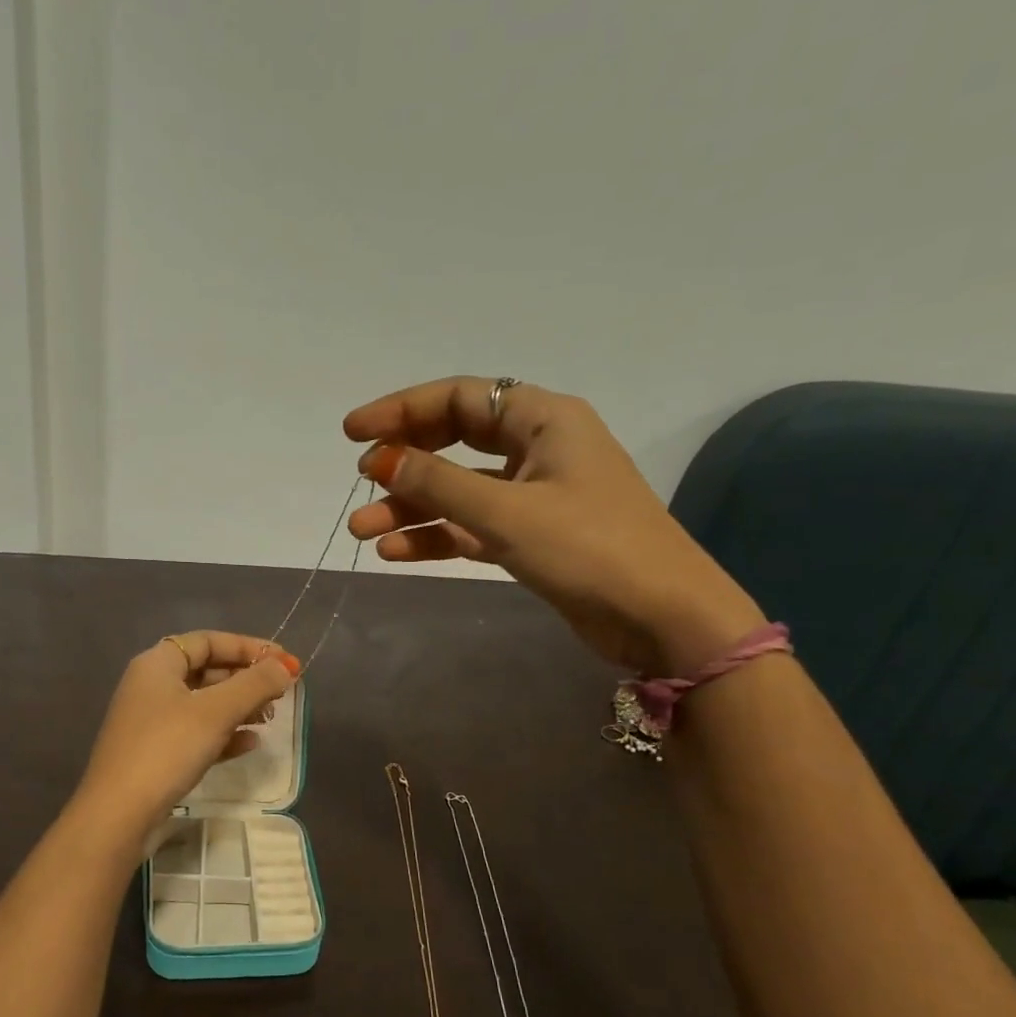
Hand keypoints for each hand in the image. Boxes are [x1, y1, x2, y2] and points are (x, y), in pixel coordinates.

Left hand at [74, 631, 298, 847]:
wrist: (118, 814)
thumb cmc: (166, 749)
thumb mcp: (216, 712)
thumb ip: (255, 684)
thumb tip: (286, 665)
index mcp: (157, 664)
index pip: (207, 640)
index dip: (247, 646)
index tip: (283, 660)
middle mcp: (151, 686)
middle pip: (207, 670)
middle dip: (246, 679)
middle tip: (280, 693)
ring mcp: (152, 722)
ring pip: (204, 704)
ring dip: (239, 707)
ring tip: (270, 718)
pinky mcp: (156, 754)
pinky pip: (197, 733)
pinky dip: (224, 734)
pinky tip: (250, 744)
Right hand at [344, 377, 763, 672]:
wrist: (662, 618)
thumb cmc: (589, 548)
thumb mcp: (506, 511)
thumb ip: (438, 483)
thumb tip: (380, 459)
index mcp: (543, 419)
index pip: (459, 399)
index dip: (401, 410)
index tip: (353, 433)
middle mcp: (537, 448)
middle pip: (454, 440)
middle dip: (404, 462)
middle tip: (360, 480)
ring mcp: (534, 494)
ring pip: (458, 489)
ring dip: (411, 507)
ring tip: (362, 531)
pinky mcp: (531, 536)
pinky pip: (471, 525)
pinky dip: (436, 536)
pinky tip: (396, 552)